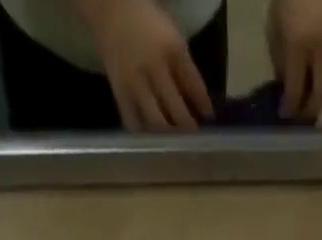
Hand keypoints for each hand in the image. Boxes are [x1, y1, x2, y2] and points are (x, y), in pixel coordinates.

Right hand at [84, 0, 214, 129]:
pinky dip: (145, 136)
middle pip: (176, 109)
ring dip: (168, 137)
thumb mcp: (173, 40)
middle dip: (187, 128)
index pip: (194, 85)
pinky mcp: (120, 92)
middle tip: (194, 140)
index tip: (210, 120)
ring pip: (156, 122)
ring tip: (175, 144)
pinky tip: (152, 141)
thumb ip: (186, 71)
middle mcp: (154, 67)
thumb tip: (201, 107)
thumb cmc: (149, 26)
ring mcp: (135, 82)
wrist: (112, 10)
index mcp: (172, 49)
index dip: (204, 106)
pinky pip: (134, 123)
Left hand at [267, 0, 321, 120]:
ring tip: (313, 106)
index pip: (295, 89)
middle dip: (310, 111)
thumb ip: (280, 60)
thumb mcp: (275, 28)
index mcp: (299, 43)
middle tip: (301, 115)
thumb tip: (285, 88)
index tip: (284, 115)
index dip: (289, 107)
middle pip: (321, 95)